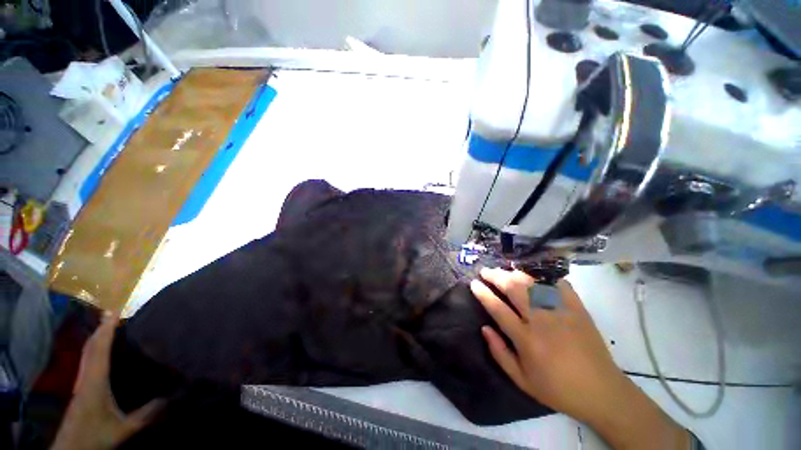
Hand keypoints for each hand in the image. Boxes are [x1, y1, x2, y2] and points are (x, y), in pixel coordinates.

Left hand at [52, 312, 163, 449]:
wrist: (72, 449)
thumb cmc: (96, 435)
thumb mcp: (124, 429)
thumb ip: (146, 414)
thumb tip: (171, 397)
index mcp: (94, 381)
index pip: (100, 349)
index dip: (107, 329)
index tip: (116, 310)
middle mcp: (85, 377)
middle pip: (90, 348)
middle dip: (101, 329)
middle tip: (114, 313)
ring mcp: (80, 383)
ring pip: (87, 354)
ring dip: (96, 337)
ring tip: (108, 326)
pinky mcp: (80, 389)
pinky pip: (87, 362)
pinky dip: (94, 349)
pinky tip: (101, 352)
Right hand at [471, 268, 688, 449]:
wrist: (602, 392)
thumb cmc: (557, 389)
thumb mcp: (522, 380)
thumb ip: (499, 353)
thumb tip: (484, 328)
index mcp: (526, 339)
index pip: (498, 309)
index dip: (483, 294)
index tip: (474, 283)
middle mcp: (541, 321)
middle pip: (514, 289)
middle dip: (496, 276)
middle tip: (485, 271)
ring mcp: (561, 312)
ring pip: (533, 284)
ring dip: (515, 274)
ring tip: (504, 271)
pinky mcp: (578, 309)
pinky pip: (560, 285)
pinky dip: (546, 277)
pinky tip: (536, 275)